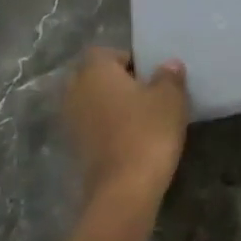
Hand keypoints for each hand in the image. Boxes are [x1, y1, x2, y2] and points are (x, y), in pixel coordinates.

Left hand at [65, 48, 187, 204]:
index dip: (129, 59)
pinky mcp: (74, 147)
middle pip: (95, 77)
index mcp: (94, 70)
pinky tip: (132, 138)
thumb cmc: (147, 133)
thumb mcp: (170, 99)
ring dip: (112, 106)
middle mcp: (75, 90)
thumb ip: (169, 77)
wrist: (124, 189)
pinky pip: (93, 126)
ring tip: (142, 117)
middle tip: (148, 94)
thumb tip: (168, 65)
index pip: (106, 52)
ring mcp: (71, 121)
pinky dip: (108, 128)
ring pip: (93, 102)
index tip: (151, 74)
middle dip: (118, 82)